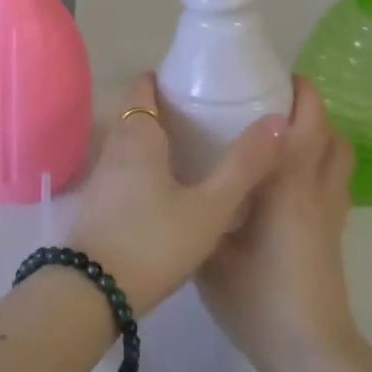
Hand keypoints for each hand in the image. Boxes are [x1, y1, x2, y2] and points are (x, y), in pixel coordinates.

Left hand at [65, 74, 285, 315]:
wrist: (93, 294)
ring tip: (201, 147)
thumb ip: (243, 165)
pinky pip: (129, 167)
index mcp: (137, 135)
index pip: (144, 86)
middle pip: (140, 112)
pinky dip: (151, 164)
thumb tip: (277, 120)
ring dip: (161, 138)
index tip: (200, 80)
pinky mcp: (101, 203)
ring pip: (134, 142)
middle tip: (211, 113)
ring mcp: (104, 176)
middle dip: (170, 108)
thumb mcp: (208, 208)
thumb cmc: (153, 242)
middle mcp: (115, 147)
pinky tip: (177, 185)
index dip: (168, 77)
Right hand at [197, 77, 362, 371]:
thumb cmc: (258, 299)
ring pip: (338, 159)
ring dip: (319, 137)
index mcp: (288, 186)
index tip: (273, 75)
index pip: (308, 124)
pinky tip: (284, 179)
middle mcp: (317, 191)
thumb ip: (201, 214)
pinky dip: (318, 164)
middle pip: (332, 135)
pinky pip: (333, 182)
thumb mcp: (211, 253)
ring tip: (279, 135)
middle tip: (271, 102)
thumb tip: (180, 189)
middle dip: (310, 110)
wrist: (309, 353)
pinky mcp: (333, 234)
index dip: (300, 93)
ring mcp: (331, 214)